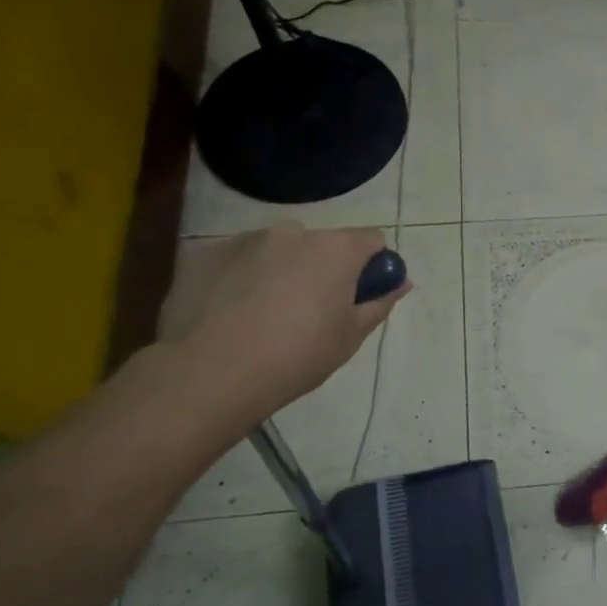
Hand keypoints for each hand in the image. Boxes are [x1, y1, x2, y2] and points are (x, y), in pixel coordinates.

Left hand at [158, 225, 410, 416]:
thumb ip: (380, 302)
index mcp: (335, 249)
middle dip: (323, 269)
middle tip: (313, 312)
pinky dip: (242, 279)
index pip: (372, 240)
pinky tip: (232, 315)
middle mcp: (293, 232)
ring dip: (282, 271)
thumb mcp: (351, 336)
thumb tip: (402, 282)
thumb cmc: (298, 355)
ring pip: (277, 250)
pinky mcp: (204, 254)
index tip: (361, 295)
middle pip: (322, 244)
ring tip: (266, 316)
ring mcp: (244, 240)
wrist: (212, 373)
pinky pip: (238, 261)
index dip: (373, 266)